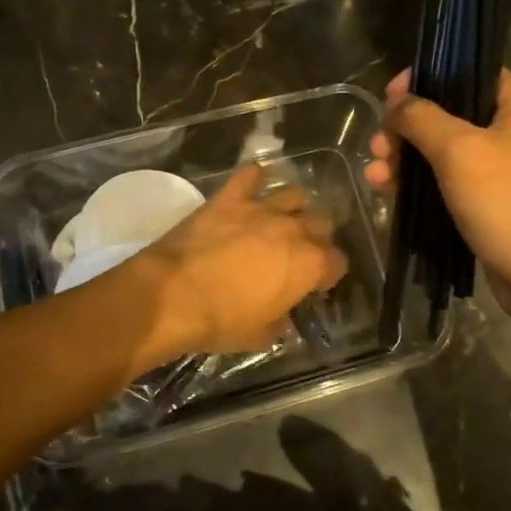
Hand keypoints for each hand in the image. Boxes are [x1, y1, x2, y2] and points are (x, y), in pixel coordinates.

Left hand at [118, 165, 348, 363]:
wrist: (172, 295)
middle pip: (321, 223)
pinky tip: (253, 184)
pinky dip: (254, 178)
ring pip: (294, 195)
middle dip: (316, 237)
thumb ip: (279, 320)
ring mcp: (261, 208)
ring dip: (293, 207)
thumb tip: (281, 314)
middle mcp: (293, 229)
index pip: (337, 262)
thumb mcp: (260, 335)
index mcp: (309, 264)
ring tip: (281, 220)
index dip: (329, 273)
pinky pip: (249, 176)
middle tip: (300, 252)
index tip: (317, 282)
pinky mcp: (230, 198)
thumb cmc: (221, 321)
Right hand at [365, 68, 510, 332]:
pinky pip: (445, 180)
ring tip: (377, 176)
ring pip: (441, 149)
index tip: (391, 96)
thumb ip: (423, 118)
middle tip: (380, 145)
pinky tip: (386, 192)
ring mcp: (499, 167)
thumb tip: (397, 102)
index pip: (467, 70)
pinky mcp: (486, 200)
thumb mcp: (460, 151)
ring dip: (405, 158)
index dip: (426, 78)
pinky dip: (417, 183)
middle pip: (447, 112)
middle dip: (407, 128)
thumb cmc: (508, 203)